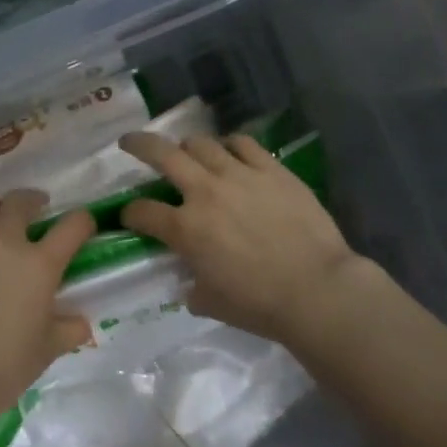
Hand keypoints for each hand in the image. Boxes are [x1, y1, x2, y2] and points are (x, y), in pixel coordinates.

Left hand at [0, 188, 94, 435]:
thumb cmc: (1, 369)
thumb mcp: (45, 351)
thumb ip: (67, 330)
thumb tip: (81, 324)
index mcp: (39, 265)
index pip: (73, 226)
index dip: (83, 222)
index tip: (82, 227)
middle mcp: (3, 242)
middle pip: (21, 200)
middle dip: (32, 202)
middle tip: (33, 213)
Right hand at [119, 131, 361, 346]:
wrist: (316, 289)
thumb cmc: (260, 304)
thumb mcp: (211, 303)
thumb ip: (193, 286)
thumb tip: (191, 282)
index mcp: (185, 229)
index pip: (143, 212)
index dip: (130, 213)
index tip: (130, 216)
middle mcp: (205, 193)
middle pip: (162, 154)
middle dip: (139, 145)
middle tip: (129, 142)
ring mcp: (239, 175)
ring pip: (201, 143)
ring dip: (187, 146)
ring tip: (187, 151)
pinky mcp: (271, 169)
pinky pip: (243, 143)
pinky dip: (229, 145)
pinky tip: (230, 151)